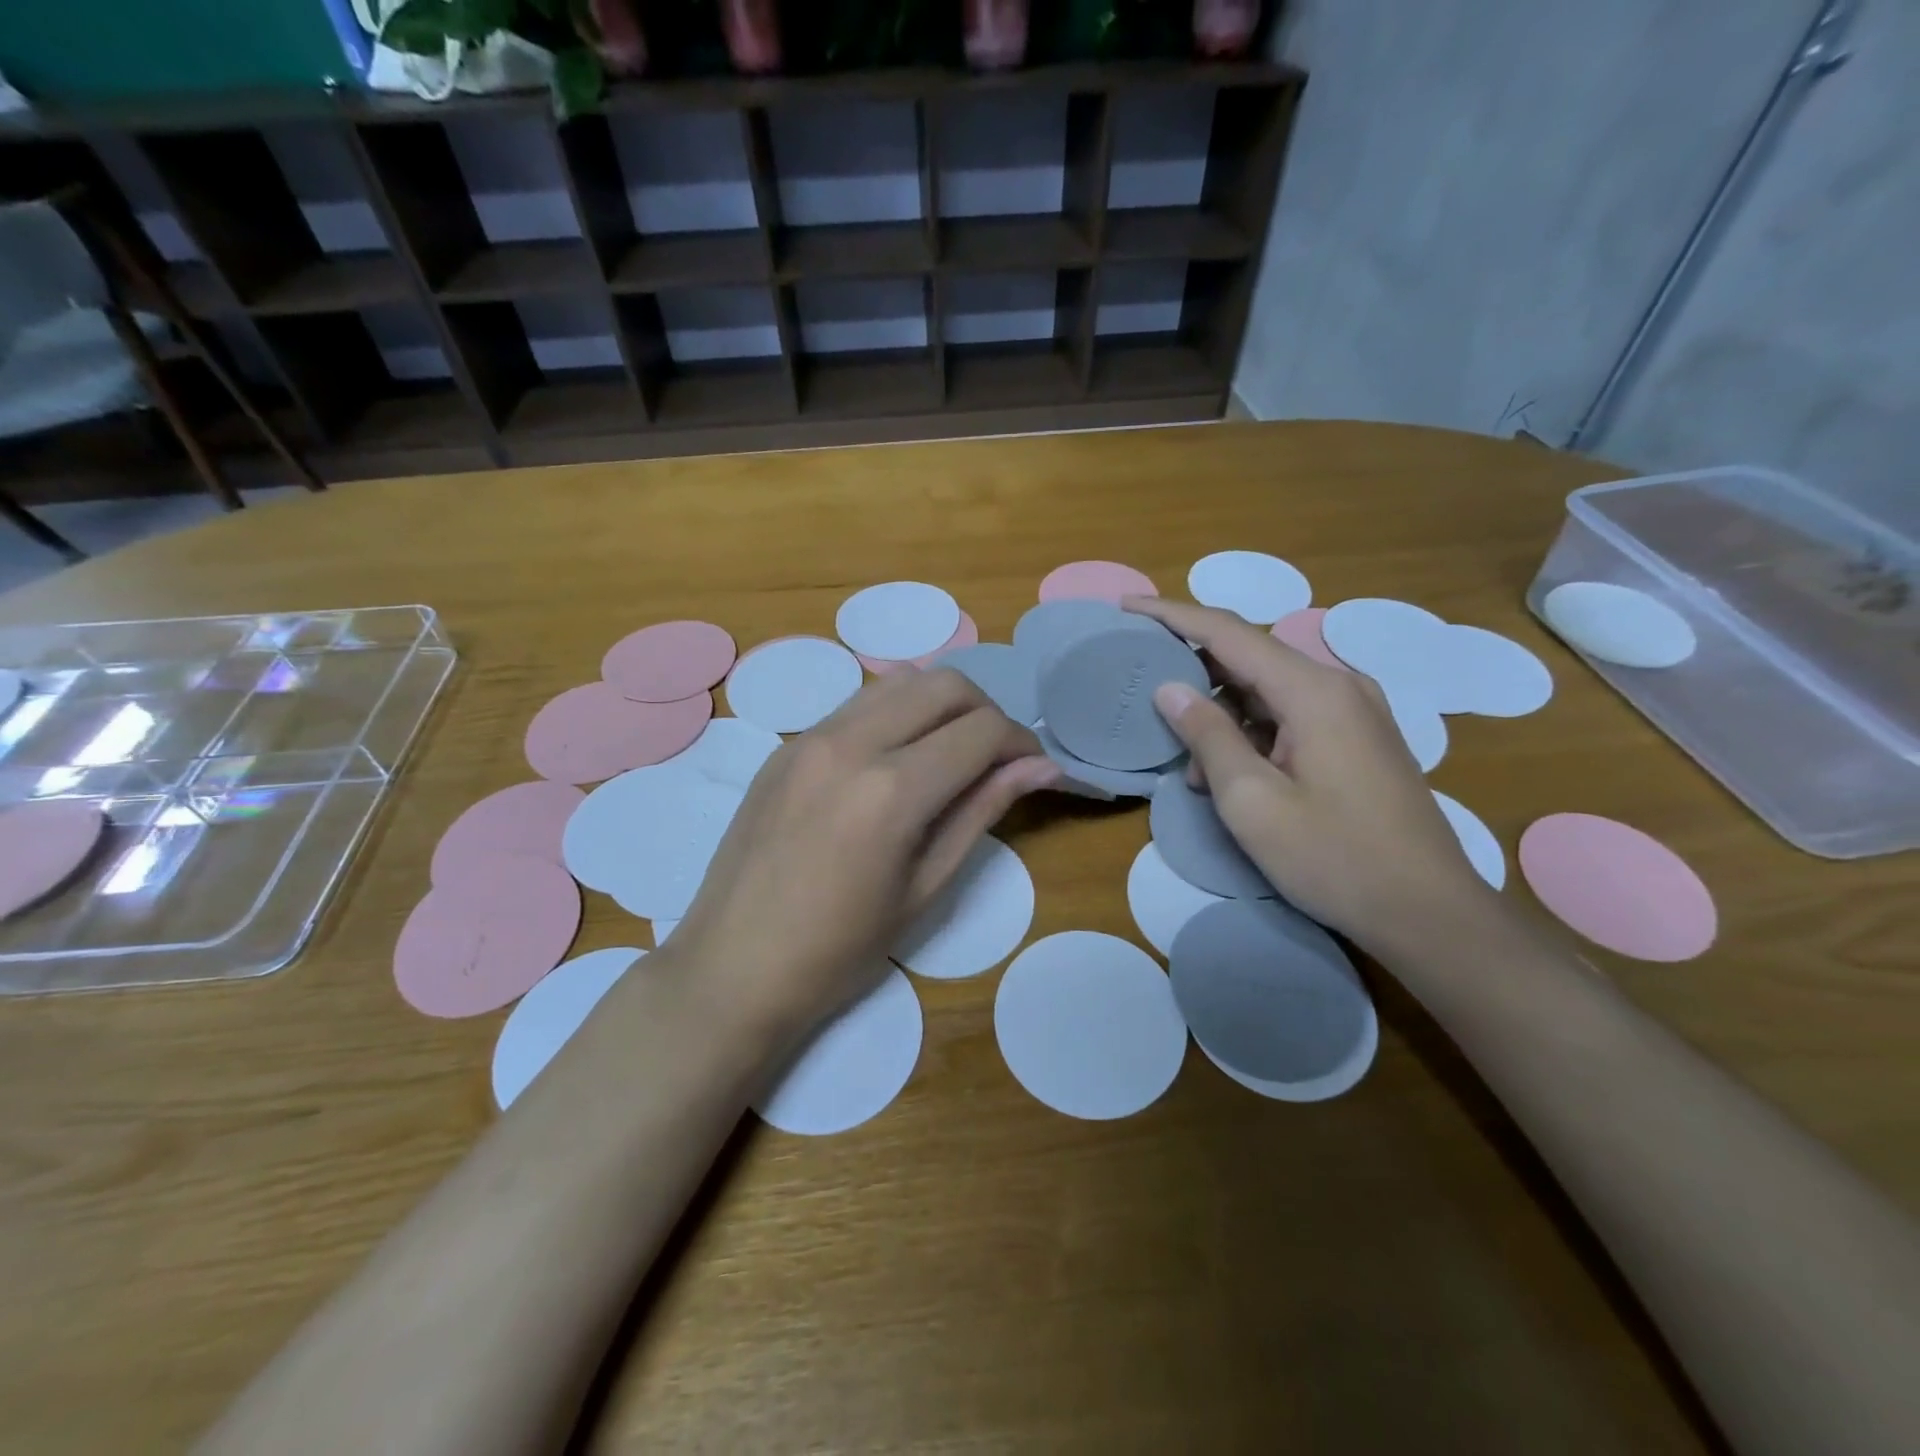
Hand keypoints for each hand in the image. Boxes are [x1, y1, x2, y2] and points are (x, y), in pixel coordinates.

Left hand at [664, 669, 1058, 1045]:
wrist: (731, 968)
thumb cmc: (838, 951)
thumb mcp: (925, 889)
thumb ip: (981, 812)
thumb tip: (1039, 767)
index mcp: (891, 790)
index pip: (981, 730)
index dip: (1021, 743)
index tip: (1034, 770)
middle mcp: (850, 743)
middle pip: (943, 684)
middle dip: (985, 711)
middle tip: (995, 759)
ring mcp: (809, 737)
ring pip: (897, 682)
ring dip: (939, 705)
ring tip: (948, 754)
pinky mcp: (785, 746)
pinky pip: (856, 705)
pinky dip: (895, 715)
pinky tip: (895, 762)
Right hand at [1125, 597, 1492, 954]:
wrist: (1430, 914)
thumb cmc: (1334, 858)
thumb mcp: (1252, 802)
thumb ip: (1208, 736)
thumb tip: (1170, 688)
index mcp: (1313, 691)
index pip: (1228, 632)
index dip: (1172, 615)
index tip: (1126, 607)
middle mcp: (1339, 685)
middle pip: (1249, 659)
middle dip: (1196, 682)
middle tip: (1152, 712)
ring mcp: (1355, 711)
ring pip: (1268, 692)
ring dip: (1224, 720)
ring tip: (1199, 773)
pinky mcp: (1360, 738)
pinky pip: (1291, 716)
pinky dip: (1253, 735)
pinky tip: (1235, 778)